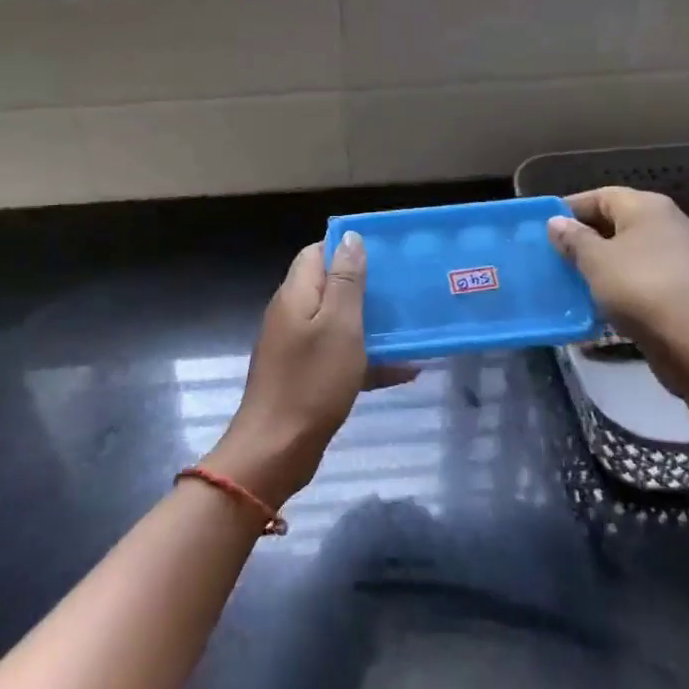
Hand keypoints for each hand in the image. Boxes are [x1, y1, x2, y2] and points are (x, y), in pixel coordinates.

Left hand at [203, 235, 413, 509]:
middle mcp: (292, 314)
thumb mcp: (339, 325)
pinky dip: (368, 360)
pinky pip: (340, 357)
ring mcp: (297, 348)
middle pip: (330, 287)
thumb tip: (350, 237)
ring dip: (372, 325)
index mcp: (296, 294)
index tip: (385, 254)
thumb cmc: (312, 381)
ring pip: (338, 323)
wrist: (276, 450)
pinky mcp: (306, 377)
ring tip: (411, 327)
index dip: (347, 248)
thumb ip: (346, 280)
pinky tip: (405, 370)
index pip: (317, 252)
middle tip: (405, 291)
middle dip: (367, 287)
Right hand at [547, 188, 688, 386]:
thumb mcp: (596, 261)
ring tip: (572, 282)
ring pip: (631, 254)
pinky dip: (622, 287)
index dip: (570, 209)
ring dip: (603, 266)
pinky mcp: (687, 290)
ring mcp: (682, 258)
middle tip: (554, 257)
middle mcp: (668, 224)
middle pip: (617, 223)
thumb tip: (556, 221)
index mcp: (647, 207)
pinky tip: (602, 305)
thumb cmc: (643, 289)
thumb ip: (574, 239)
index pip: (601, 195)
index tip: (543, 229)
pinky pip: (644, 280)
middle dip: (585, 239)